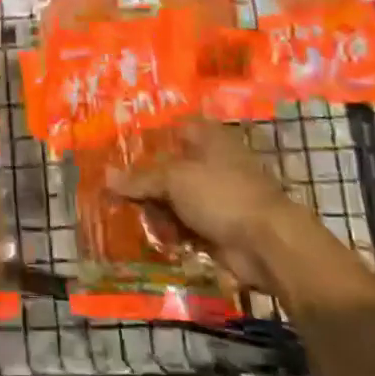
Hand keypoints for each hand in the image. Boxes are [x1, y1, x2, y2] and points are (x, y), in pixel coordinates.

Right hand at [109, 121, 292, 293]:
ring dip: (156, 211)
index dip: (143, 141)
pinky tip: (159, 237)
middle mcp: (210, 162)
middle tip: (119, 195)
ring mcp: (214, 196)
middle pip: (167, 168)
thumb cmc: (221, 195)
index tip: (117, 155)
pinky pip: (184, 224)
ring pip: (173, 199)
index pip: (168, 131)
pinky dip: (171, 231)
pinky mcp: (216, 226)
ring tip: (141, 220)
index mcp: (205, 137)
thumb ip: (140, 178)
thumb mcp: (174, 179)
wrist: (267, 244)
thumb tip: (106, 176)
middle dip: (144, 183)